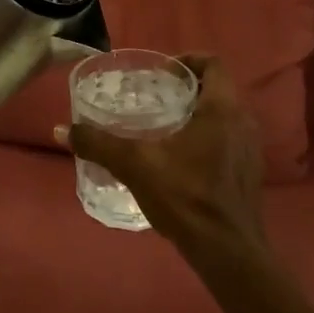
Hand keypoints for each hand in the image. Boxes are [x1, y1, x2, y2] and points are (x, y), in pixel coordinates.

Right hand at [58, 55, 267, 262]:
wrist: (227, 251)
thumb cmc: (186, 197)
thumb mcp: (135, 166)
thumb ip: (99, 144)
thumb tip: (62, 130)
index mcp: (222, 109)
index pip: (213, 64)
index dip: (188, 60)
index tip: (162, 73)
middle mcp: (243, 122)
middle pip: (217, 89)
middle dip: (187, 88)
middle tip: (155, 96)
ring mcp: (251, 149)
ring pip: (224, 116)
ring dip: (197, 113)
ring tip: (163, 126)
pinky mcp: (249, 173)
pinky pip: (228, 140)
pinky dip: (207, 137)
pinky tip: (180, 159)